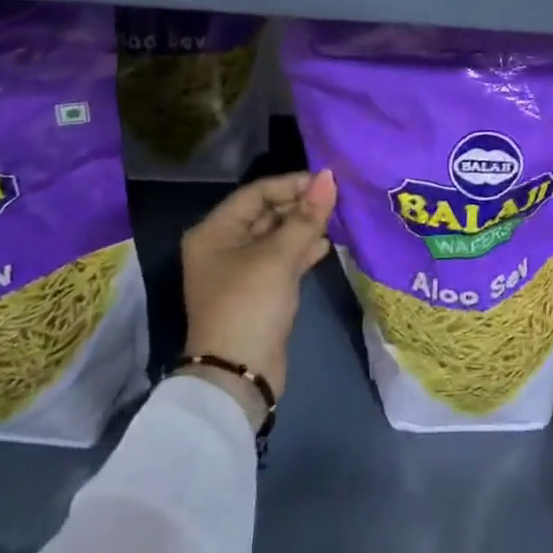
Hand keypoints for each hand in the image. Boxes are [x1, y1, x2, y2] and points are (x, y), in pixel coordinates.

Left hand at [181, 171, 337, 406]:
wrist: (239, 375)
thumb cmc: (250, 304)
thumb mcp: (279, 257)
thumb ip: (306, 216)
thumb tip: (329, 177)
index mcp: (215, 231)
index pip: (257, 193)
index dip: (292, 184)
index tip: (327, 183)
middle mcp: (224, 245)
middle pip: (267, 212)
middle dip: (301, 205)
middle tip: (337, 200)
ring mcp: (242, 269)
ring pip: (278, 235)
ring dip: (305, 227)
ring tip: (337, 219)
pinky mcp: (260, 289)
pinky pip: (283, 258)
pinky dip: (303, 249)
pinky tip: (327, 245)